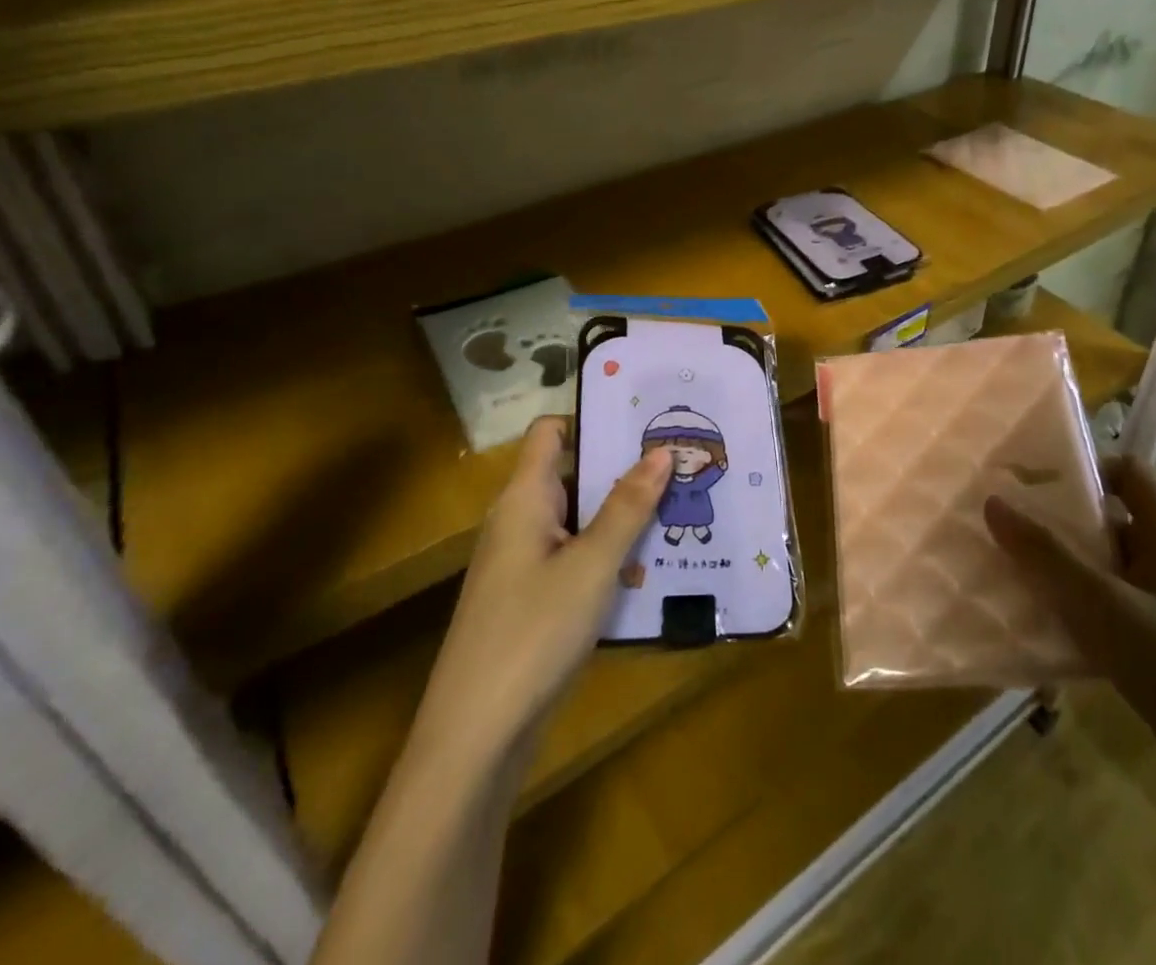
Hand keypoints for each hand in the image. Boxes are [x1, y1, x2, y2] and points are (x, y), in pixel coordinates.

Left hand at [418, 417, 670, 762]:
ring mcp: (525, 564)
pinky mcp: (533, 601)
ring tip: (680, 504)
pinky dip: (611, 554)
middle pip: (573, 474)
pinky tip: (653, 563)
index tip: (644, 417)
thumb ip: (627, 506)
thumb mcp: (592, 565)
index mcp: (524, 498)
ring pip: (580, 520)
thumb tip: (660, 450)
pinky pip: (577, 558)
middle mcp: (520, 521)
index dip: (592, 417)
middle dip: (624, 467)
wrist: (475, 738)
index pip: (551, 431)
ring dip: (623, 513)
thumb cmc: (532, 632)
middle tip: (680, 459)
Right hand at [984, 455, 1155, 774]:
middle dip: (1066, 522)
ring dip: (1070, 570)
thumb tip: (993, 502)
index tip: (1040, 480)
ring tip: (1020, 573)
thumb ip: (1046, 554)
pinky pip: (1117, 613)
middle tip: (1016, 525)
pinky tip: (1049, 628)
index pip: (1133, 473)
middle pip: (1116, 522)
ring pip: (1112, 571)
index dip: (1090, 467)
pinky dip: (1083, 611)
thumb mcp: (1102, 604)